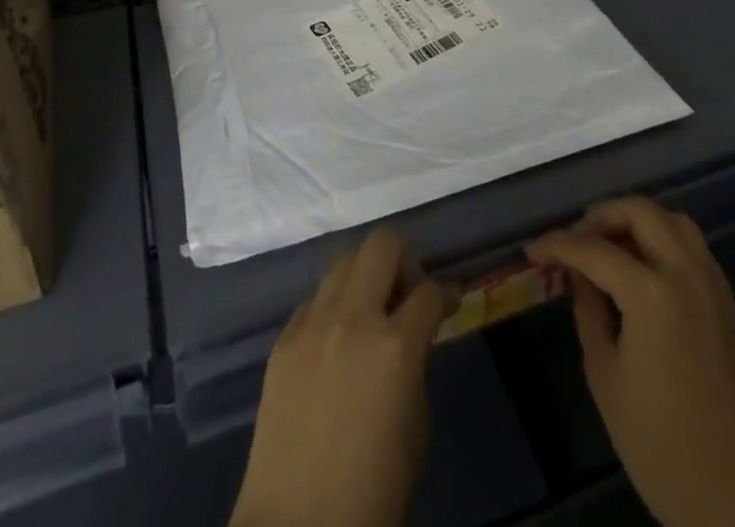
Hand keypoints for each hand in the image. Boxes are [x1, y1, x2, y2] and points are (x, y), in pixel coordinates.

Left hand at [229, 228, 458, 526]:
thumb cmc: (372, 491)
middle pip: (381, 244)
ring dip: (364, 276)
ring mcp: (312, 323)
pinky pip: (314, 299)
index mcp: (395, 345)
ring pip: (343, 261)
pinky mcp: (283, 337)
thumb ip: (416, 366)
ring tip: (370, 311)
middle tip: (407, 294)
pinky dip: (333, 306)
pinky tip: (336, 340)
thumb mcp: (416, 428)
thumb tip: (413, 337)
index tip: (452, 298)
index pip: (430, 291)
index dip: (447, 292)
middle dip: (403, 260)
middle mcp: (353, 317)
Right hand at [527, 198, 734, 526]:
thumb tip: (577, 273)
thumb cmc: (657, 444)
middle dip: (601, 216)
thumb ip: (588, 308)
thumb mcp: (605, 373)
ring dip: (637, 222)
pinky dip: (663, 242)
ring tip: (610, 249)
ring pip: (673, 222)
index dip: (557, 244)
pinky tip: (644, 273)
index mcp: (653, 294)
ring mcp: (715, 287)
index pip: (594, 249)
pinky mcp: (730, 306)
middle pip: (641, 212)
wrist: (734, 501)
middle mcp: (688, 275)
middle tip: (576, 242)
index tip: (533, 250)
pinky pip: (693, 250)